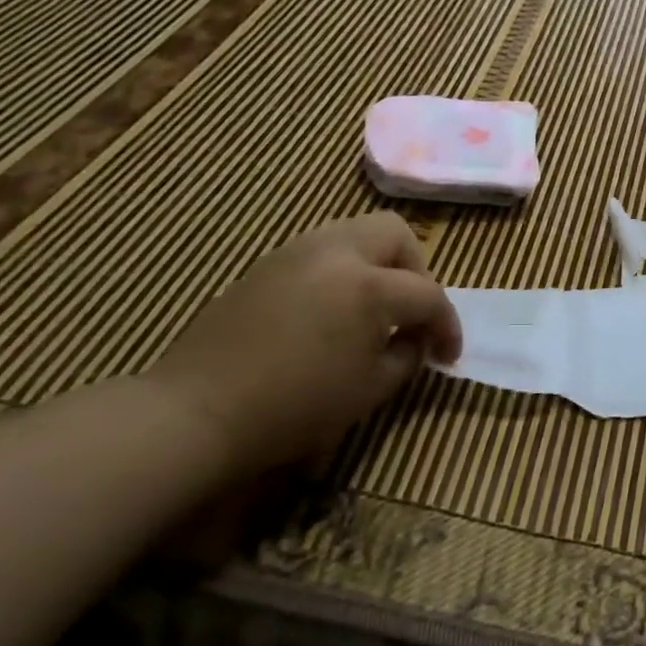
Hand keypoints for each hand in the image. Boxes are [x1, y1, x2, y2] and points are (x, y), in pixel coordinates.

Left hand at [148, 214, 461, 480]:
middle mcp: (335, 252)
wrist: (197, 411)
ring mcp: (295, 252)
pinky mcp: (266, 265)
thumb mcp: (370, 390)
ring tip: (373, 308)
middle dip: (415, 270)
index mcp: (368, 285)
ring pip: (356, 233)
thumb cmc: (294, 406)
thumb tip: (414, 339)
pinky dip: (342, 269)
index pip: (428, 294)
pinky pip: (321, 250)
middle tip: (410, 312)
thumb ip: (407, 356)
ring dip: (378, 264)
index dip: (447, 325)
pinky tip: (332, 310)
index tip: (448, 354)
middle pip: (395, 234)